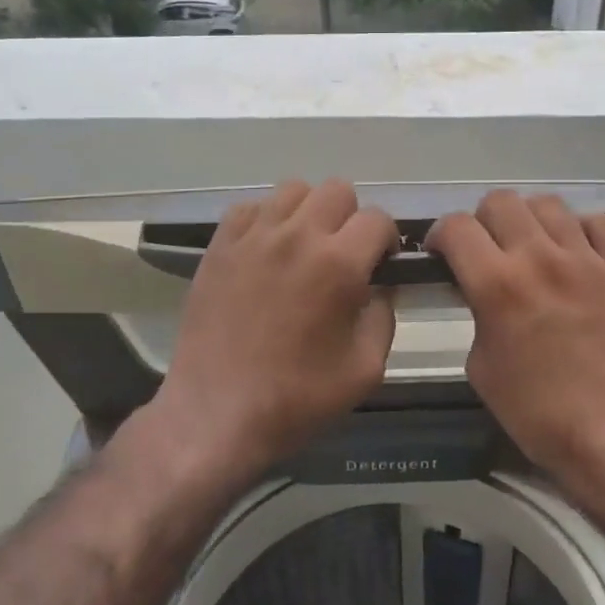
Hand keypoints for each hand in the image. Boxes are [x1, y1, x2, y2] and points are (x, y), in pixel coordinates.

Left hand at [156, 179, 397, 476]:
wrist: (216, 414)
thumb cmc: (297, 399)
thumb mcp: (366, 369)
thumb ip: (384, 316)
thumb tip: (379, 287)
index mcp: (338, 264)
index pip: (378, 219)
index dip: (388, 240)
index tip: (381, 266)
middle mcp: (297, 236)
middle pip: (338, 190)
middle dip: (351, 219)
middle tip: (344, 257)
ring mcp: (253, 236)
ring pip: (294, 190)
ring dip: (309, 212)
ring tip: (304, 249)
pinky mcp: (220, 245)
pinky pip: (251, 207)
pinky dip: (267, 219)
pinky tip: (267, 252)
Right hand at [428, 191, 604, 482]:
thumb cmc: (538, 413)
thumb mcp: (481, 367)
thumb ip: (477, 314)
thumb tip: (481, 292)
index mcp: (498, 285)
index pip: (456, 227)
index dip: (441, 235)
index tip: (443, 253)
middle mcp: (541, 259)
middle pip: (500, 201)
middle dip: (483, 222)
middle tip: (488, 250)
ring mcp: (589, 259)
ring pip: (549, 204)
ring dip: (530, 221)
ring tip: (534, 248)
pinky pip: (602, 222)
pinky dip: (583, 230)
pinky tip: (579, 253)